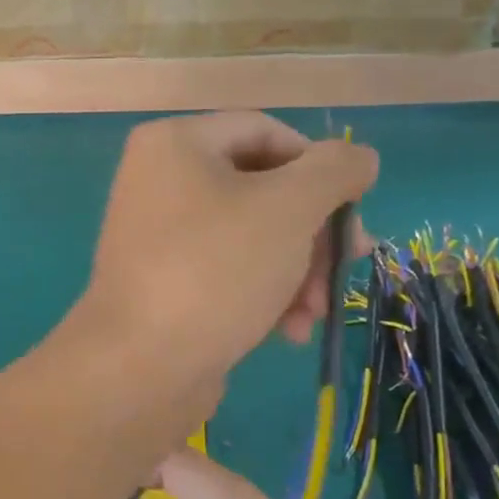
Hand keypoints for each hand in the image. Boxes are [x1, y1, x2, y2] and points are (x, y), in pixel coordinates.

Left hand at [74, 113, 377, 387]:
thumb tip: (359, 156)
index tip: (352, 209)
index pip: (267, 131)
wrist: (139, 366)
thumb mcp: (289, 208)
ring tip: (314, 313)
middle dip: (312, 232)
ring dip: (297, 272)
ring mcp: (159, 234)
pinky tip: (288, 332)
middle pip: (263, 189)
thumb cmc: (215, 270)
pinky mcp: (165, 282)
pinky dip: (263, 294)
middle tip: (347, 266)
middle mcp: (160, 180)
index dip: (319, 166)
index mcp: (176, 143)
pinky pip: (227, 272)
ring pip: (252, 236)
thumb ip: (334, 171)